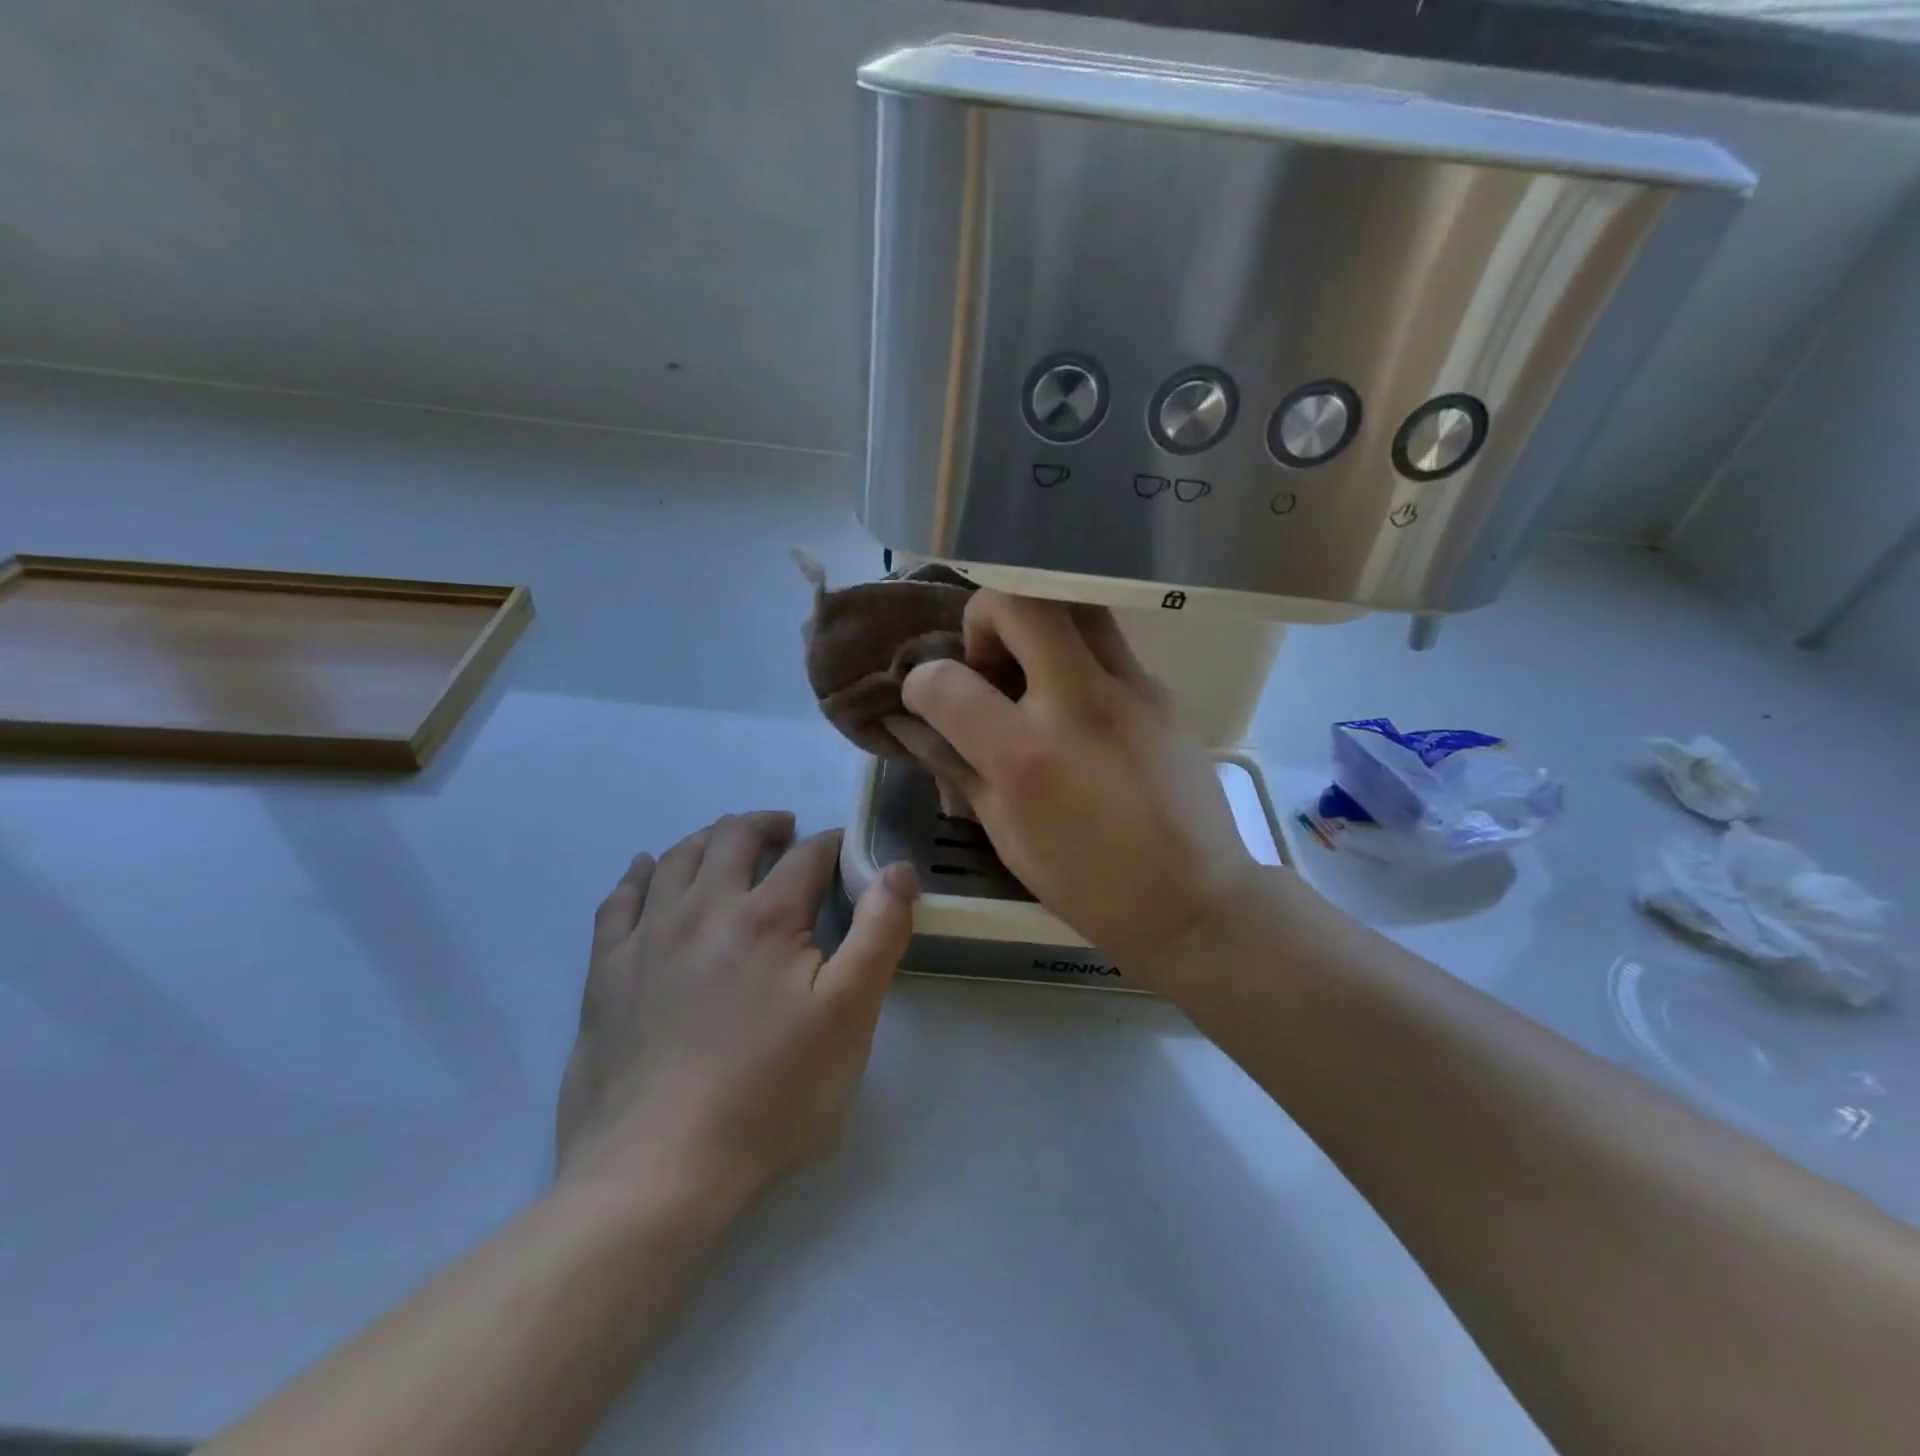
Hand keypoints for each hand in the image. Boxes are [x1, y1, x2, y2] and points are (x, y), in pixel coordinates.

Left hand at [556, 812, 915, 1215]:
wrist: (657, 1173)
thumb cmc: (770, 1096)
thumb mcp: (849, 1018)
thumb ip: (879, 934)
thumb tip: (898, 869)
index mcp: (769, 917)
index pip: (808, 854)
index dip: (832, 844)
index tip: (844, 850)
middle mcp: (705, 908)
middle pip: (735, 838)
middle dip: (768, 825)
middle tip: (786, 830)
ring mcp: (648, 937)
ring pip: (678, 857)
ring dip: (709, 837)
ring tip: (728, 840)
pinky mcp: (606, 972)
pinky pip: (619, 900)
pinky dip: (640, 873)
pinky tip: (648, 868)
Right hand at [900, 592, 1259, 980]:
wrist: (1195, 899)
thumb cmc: (1090, 884)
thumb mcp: (1007, 836)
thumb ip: (960, 770)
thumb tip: (924, 727)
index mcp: (1026, 756)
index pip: (945, 681)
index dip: (920, 683)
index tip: (928, 698)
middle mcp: (1078, 704)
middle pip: (1018, 603)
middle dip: (983, 616)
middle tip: (988, 662)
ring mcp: (1131, 689)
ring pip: (1074, 606)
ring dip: (1036, 623)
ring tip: (1032, 671)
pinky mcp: (1162, 690)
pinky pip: (1108, 644)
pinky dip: (1076, 656)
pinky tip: (1079, 706)